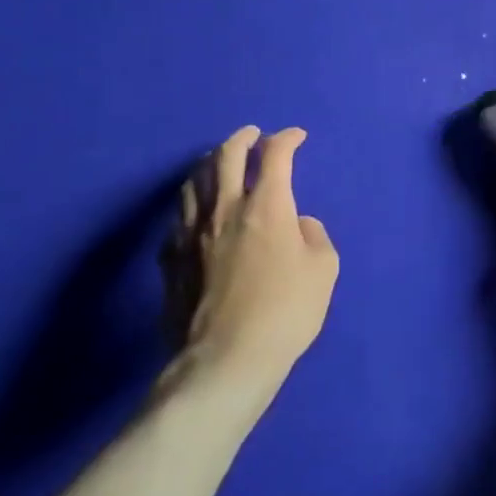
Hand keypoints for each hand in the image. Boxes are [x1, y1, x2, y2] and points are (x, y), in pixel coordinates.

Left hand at [160, 127, 338, 401]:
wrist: (226, 361)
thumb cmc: (286, 312)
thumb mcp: (324, 270)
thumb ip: (314, 236)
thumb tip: (298, 224)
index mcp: (267, 207)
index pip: (275, 156)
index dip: (287, 139)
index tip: (297, 136)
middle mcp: (225, 210)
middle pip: (226, 157)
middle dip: (242, 138)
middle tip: (252, 134)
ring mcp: (191, 235)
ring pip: (194, 184)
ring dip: (208, 165)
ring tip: (217, 162)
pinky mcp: (171, 262)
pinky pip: (177, 221)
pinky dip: (190, 207)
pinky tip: (194, 214)